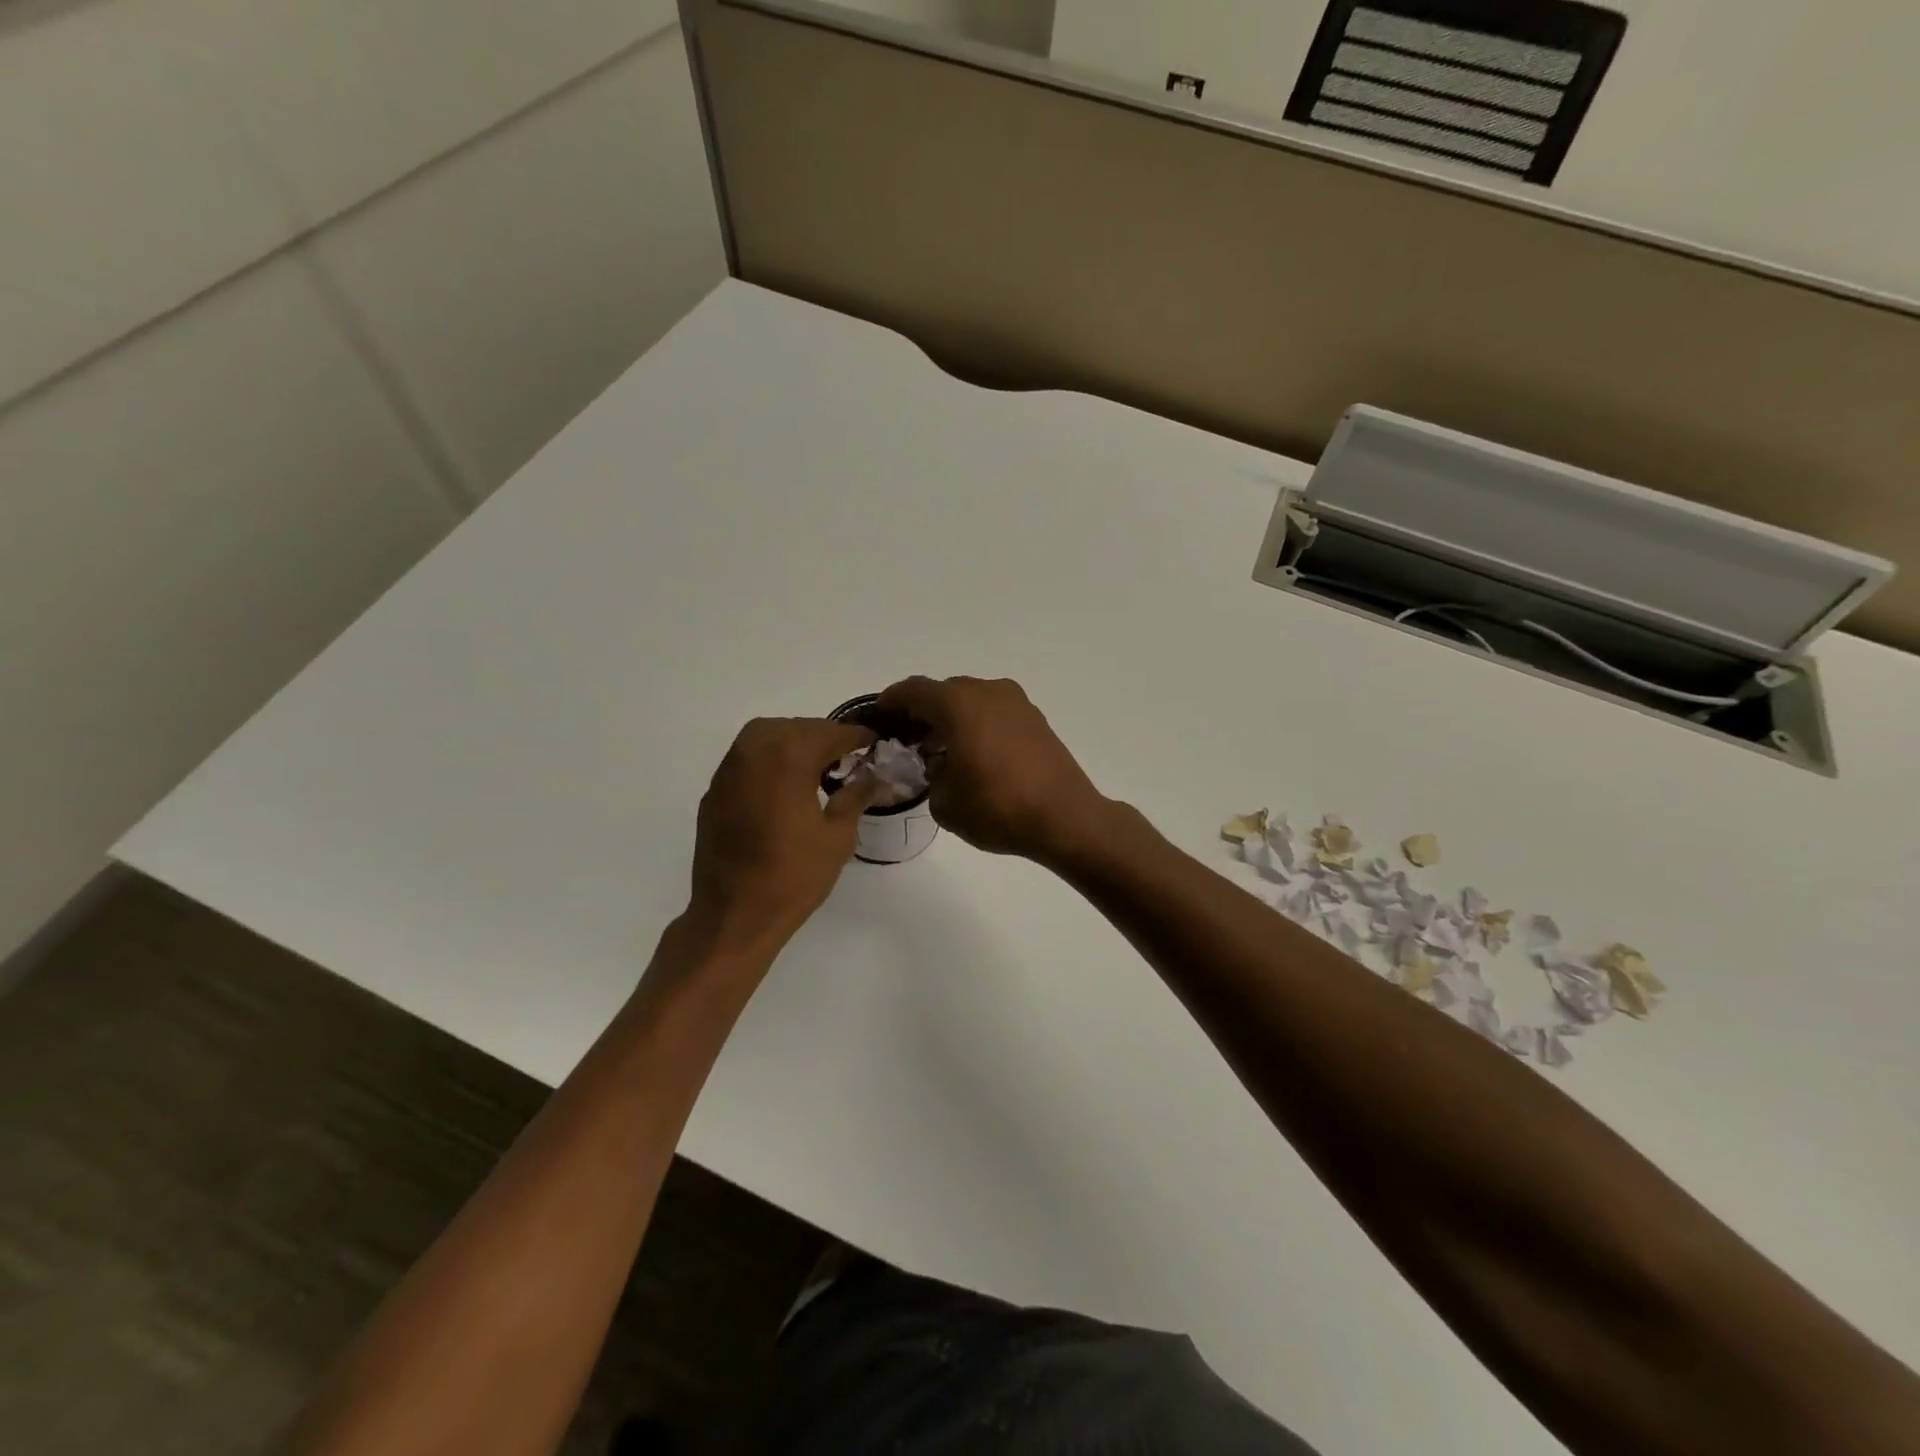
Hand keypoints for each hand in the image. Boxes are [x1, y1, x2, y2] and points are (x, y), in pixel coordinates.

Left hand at [687, 718, 879, 954]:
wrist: (734, 915)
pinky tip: (785, 784)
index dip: (855, 735)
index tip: (873, 740)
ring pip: (765, 736)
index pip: (828, 733)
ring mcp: (728, 771)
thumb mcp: (837, 837)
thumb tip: (874, 777)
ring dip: (793, 741)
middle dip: (823, 735)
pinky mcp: (714, 792)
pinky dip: (769, 759)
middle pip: (794, 727)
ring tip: (817, 764)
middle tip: (847, 754)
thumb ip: (855, 796)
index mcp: (787, 759)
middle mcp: (753, 753)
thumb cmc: (793, 877)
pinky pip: (746, 758)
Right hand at [876, 676, 1108, 861]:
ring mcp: (1016, 702)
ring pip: (971, 700)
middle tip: (908, 740)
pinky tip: (973, 753)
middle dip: (923, 712)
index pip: (913, 691)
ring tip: (941, 749)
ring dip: (952, 717)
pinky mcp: (1035, 718)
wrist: (1065, 818)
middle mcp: (987, 691)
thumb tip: (938, 765)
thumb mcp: (944, 801)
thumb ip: (929, 776)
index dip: (891, 701)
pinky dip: (977, 723)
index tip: (879, 716)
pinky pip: (994, 711)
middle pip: (944, 692)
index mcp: (958, 704)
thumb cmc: (997, 808)